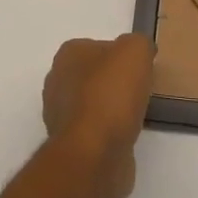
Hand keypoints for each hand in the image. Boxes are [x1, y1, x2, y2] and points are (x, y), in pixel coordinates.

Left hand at [42, 34, 153, 197]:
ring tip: (137, 113)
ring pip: (94, 104)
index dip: (121, 56)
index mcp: (67, 55)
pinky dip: (110, 132)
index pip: (97, 47)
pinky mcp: (70, 145)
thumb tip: (141, 52)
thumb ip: (139, 44)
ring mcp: (60, 116)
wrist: (95, 153)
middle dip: (115, 82)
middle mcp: (57, 82)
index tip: (140, 68)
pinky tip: (127, 134)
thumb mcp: (136, 50)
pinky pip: (95, 130)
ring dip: (113, 108)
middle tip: (140, 89)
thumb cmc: (111, 93)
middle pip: (94, 76)